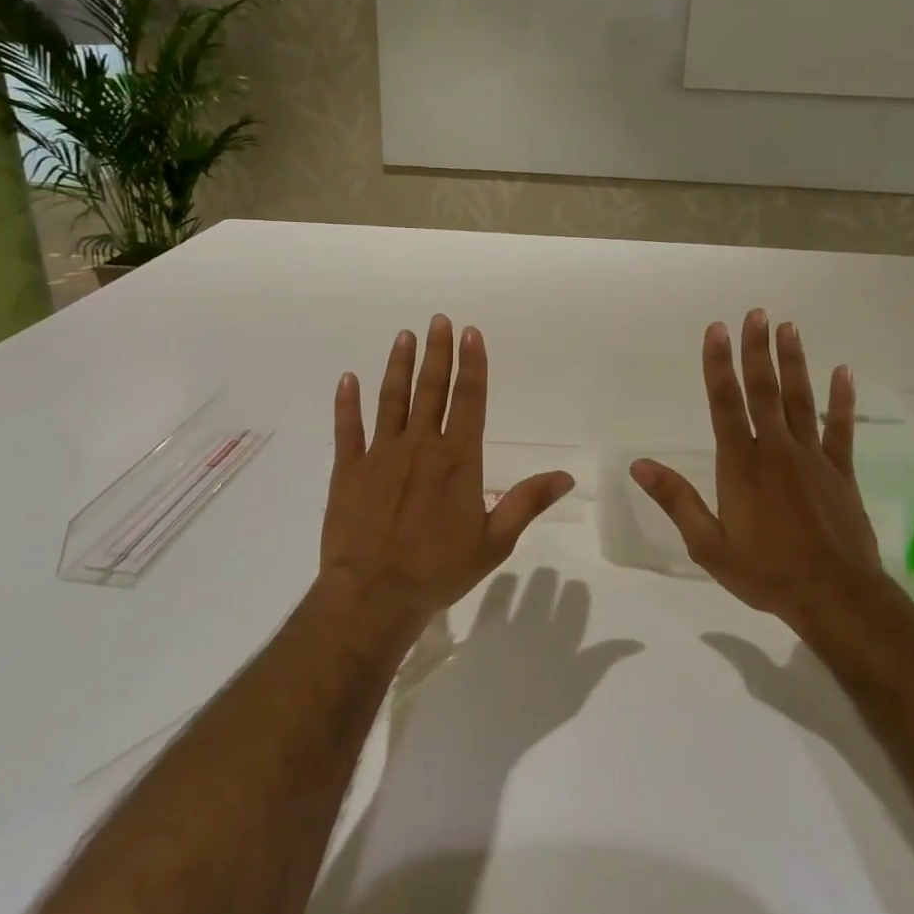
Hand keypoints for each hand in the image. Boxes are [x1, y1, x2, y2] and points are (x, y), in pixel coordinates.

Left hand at [320, 315, 574, 630]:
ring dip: (399, 366)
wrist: (374, 594)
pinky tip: (348, 379)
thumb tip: (566, 476)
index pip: (469, 400)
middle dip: (437, 353)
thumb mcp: (494, 541)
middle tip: (438, 320)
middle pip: (432, 389)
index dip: (472, 364)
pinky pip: (349, 429)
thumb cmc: (439, 569)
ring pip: (392, 399)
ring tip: (404, 336)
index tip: (471, 333)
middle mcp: (421, 446)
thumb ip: (527, 502)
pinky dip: (347, 403)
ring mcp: (381, 455)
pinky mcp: (349, 470)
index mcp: (457, 460)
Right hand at [630, 310, 880, 626]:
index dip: (718, 365)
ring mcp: (812, 458)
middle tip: (757, 313)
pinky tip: (844, 372)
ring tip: (790, 328)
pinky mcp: (840, 472)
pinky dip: (841, 400)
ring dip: (794, 363)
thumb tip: (639, 465)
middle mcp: (776, 450)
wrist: (835, 597)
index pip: (725, 404)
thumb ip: (676, 501)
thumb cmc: (766, 572)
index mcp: (741, 465)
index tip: (716, 330)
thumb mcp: (709, 545)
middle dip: (757, 350)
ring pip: (801, 400)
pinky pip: (840, 429)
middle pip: (764, 391)